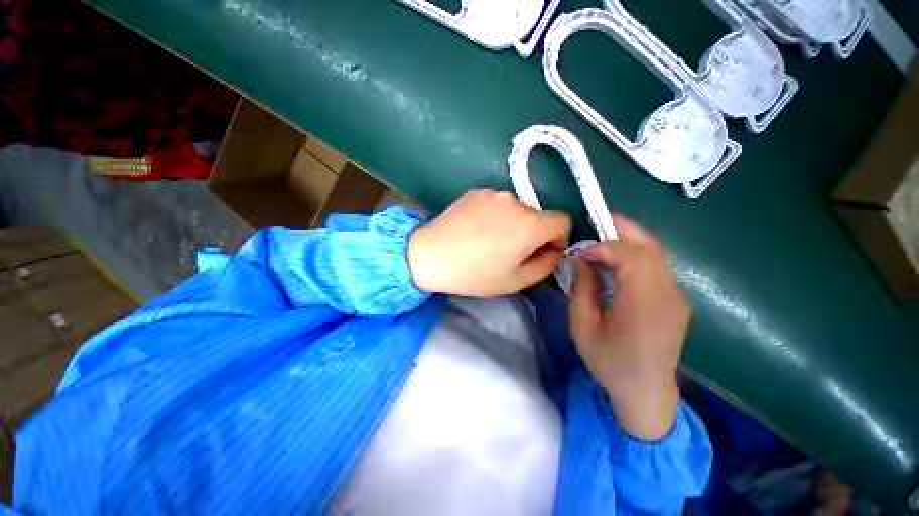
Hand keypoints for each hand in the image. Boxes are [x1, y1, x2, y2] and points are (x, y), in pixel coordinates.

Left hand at [408, 190, 570, 296]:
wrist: (431, 256)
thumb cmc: (475, 273)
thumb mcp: (516, 280)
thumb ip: (546, 265)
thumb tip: (554, 251)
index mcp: (530, 224)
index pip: (564, 221)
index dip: (558, 239)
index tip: (541, 253)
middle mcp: (516, 201)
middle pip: (538, 216)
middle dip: (532, 234)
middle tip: (509, 252)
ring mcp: (494, 193)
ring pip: (516, 210)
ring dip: (512, 224)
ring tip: (488, 241)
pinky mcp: (476, 192)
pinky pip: (496, 204)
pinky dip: (494, 216)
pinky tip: (475, 230)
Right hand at [570, 214, 689, 441]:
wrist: (647, 392)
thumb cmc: (609, 362)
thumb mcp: (583, 327)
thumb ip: (582, 289)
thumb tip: (583, 261)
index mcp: (642, 306)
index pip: (630, 257)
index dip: (604, 247)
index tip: (582, 253)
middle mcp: (667, 296)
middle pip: (650, 248)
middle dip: (623, 228)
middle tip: (598, 218)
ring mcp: (677, 297)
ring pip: (657, 253)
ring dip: (631, 239)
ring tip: (606, 234)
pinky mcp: (677, 300)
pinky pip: (659, 266)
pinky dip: (638, 253)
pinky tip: (620, 259)